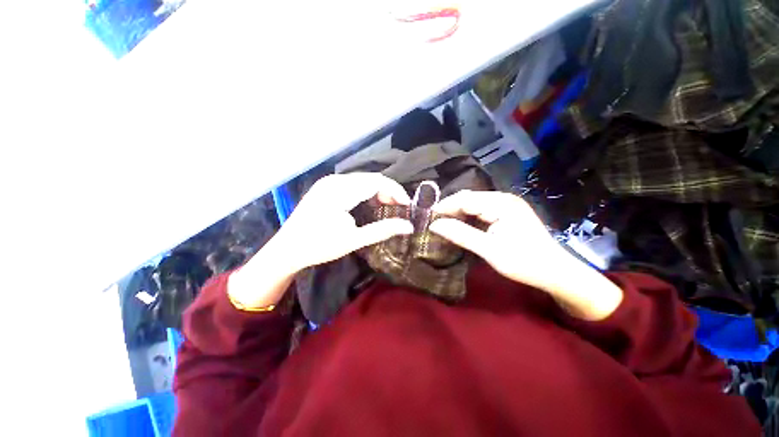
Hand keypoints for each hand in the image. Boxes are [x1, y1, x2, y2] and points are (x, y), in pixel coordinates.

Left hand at [275, 173, 413, 269]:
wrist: (286, 249)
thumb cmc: (319, 246)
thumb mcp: (354, 240)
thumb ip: (382, 230)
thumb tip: (408, 227)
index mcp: (340, 190)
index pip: (377, 181)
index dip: (395, 191)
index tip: (407, 206)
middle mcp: (334, 180)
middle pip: (370, 178)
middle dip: (388, 191)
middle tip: (398, 209)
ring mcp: (328, 182)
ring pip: (362, 180)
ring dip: (377, 192)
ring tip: (386, 207)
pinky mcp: (325, 188)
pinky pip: (352, 184)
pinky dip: (365, 192)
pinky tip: (368, 205)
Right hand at [429, 190, 621, 319]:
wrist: (556, 272)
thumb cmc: (525, 263)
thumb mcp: (489, 250)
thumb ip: (461, 235)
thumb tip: (434, 225)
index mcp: (500, 203)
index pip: (464, 199)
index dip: (444, 207)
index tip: (427, 218)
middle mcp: (503, 198)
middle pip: (468, 199)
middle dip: (450, 210)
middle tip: (434, 223)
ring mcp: (506, 205)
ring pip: (473, 204)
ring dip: (458, 214)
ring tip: (444, 225)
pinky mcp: (507, 213)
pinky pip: (481, 211)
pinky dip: (468, 218)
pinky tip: (461, 227)